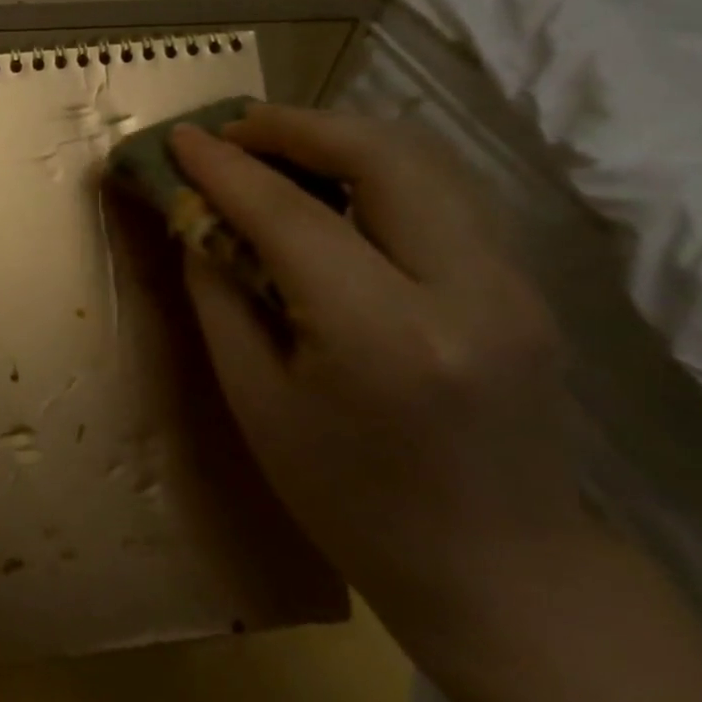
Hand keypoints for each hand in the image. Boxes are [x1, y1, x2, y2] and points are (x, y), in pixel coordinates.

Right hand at [170, 105, 588, 656]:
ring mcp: (513, 285)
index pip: (292, 217)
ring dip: (339, 138)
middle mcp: (467, 293)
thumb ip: (220, 293)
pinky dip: (376, 168)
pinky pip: (442, 194)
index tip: (178, 138)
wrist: (502, 575)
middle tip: (229, 129)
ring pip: (426, 162)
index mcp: (385, 337)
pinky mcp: (523, 286)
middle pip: (385, 157)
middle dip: (295, 126)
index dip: (225, 169)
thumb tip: (195, 218)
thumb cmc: (350, 500)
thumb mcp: (255, 399)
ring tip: (270, 146)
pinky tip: (329, 187)